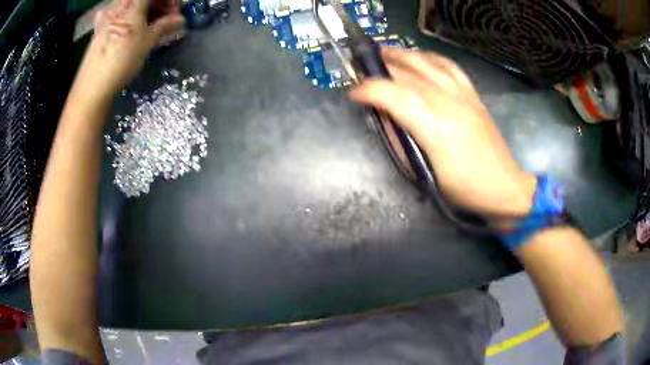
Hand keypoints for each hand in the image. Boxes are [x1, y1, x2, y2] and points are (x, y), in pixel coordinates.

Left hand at [74, 0, 183, 100]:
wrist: (92, 87)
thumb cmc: (121, 61)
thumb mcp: (147, 42)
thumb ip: (165, 26)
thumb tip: (181, 20)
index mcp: (131, 3)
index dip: (170, 1)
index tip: (176, 12)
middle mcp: (118, 4)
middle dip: (159, 5)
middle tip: (167, 20)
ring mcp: (107, 15)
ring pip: (132, 6)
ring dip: (146, 12)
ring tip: (152, 27)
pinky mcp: (100, 28)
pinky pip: (120, 15)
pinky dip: (131, 18)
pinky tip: (133, 30)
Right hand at [350, 49, 536, 216]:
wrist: (504, 186)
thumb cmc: (464, 188)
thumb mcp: (426, 174)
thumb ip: (403, 143)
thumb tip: (385, 118)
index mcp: (436, 128)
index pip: (395, 96)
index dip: (370, 90)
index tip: (354, 93)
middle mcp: (449, 104)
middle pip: (408, 75)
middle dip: (381, 69)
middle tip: (363, 70)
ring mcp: (464, 95)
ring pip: (428, 64)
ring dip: (402, 55)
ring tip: (384, 53)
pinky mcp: (473, 95)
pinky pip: (450, 66)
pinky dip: (430, 57)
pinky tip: (419, 57)